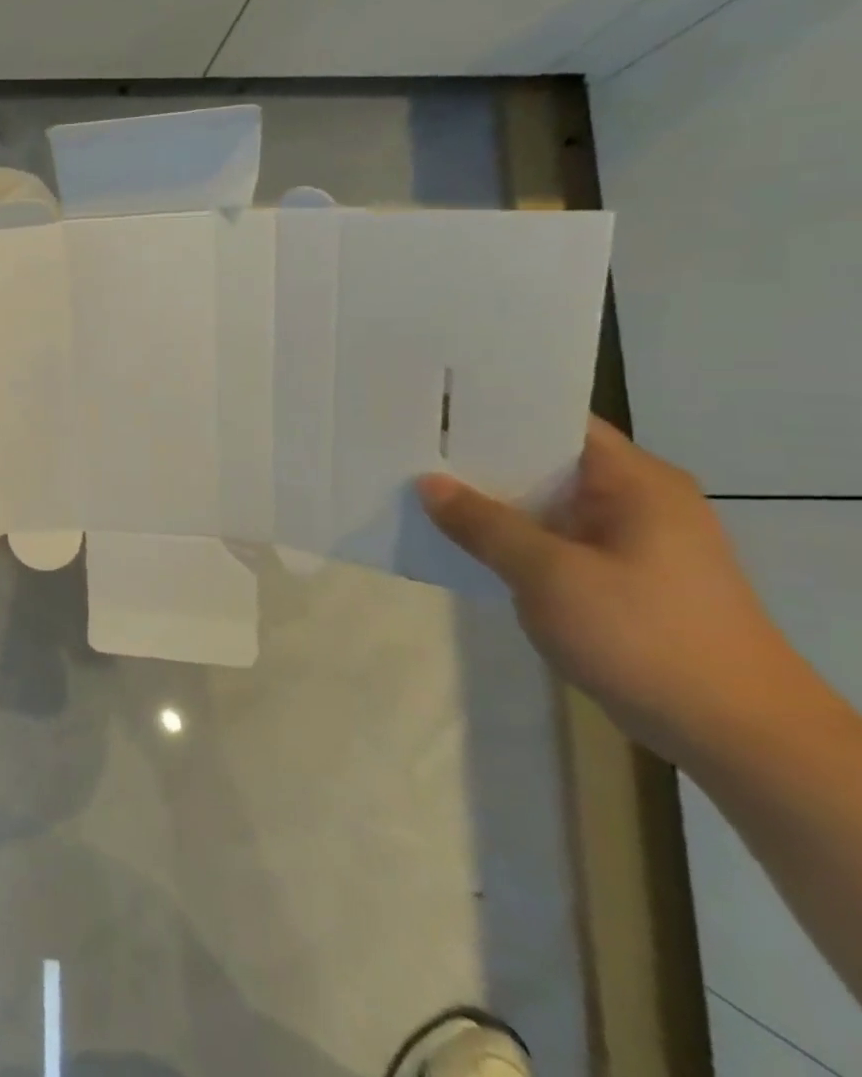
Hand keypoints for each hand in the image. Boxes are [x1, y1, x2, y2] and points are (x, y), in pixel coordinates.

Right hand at [418, 416, 797, 760]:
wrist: (734, 734)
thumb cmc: (644, 636)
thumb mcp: (549, 574)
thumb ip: (483, 523)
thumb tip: (427, 483)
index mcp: (636, 482)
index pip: (555, 422)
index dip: (492, 411)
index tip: (431, 409)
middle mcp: (636, 500)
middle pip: (544, 460)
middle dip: (478, 458)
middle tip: (408, 447)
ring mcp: (629, 541)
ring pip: (543, 503)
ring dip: (489, 501)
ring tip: (419, 488)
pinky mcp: (618, 577)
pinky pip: (550, 539)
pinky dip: (508, 535)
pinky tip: (459, 540)